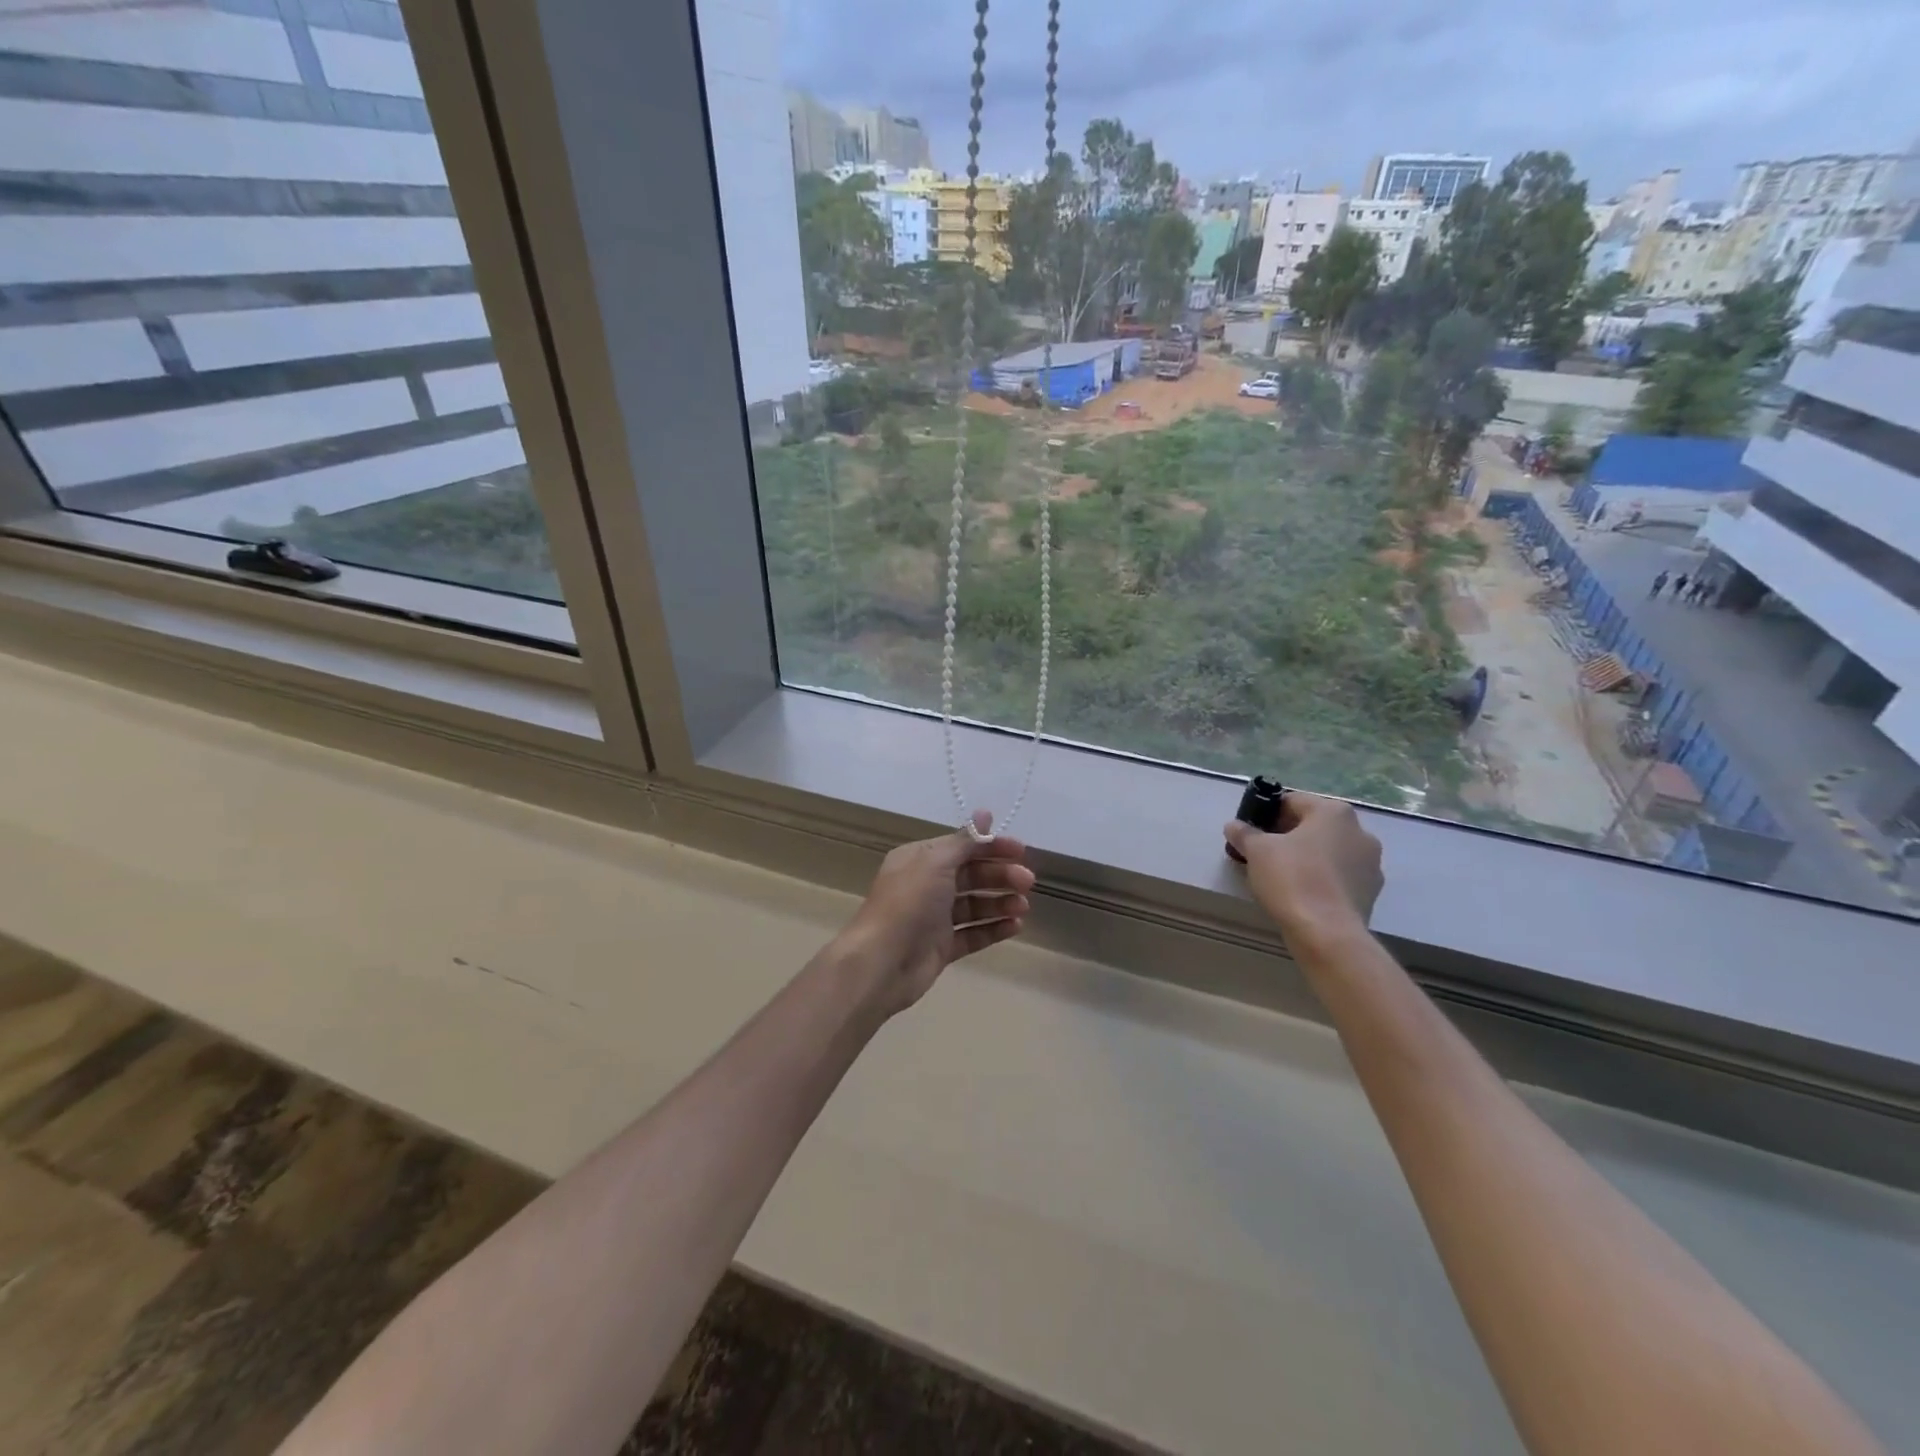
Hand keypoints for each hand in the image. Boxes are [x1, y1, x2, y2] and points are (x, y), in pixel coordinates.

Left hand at [836, 811, 1034, 1016]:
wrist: (882, 962)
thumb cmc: (908, 904)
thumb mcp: (935, 862)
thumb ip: (964, 841)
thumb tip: (984, 813)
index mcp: (920, 860)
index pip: (962, 847)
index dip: (992, 846)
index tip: (1021, 851)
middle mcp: (926, 885)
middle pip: (971, 875)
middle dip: (1000, 876)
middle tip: (1028, 882)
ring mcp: (934, 918)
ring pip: (974, 905)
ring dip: (1000, 903)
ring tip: (1023, 907)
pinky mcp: (941, 947)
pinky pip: (972, 934)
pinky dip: (994, 929)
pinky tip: (1015, 926)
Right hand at [1224, 792, 1382, 943]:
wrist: (1327, 933)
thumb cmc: (1291, 879)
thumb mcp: (1256, 851)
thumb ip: (1244, 833)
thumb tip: (1234, 826)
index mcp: (1333, 812)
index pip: (1292, 801)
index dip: (1267, 815)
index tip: (1250, 833)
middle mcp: (1359, 831)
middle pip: (1313, 826)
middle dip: (1288, 836)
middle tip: (1262, 854)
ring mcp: (1371, 863)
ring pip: (1329, 851)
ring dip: (1307, 858)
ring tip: (1281, 877)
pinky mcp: (1372, 892)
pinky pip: (1340, 876)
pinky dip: (1322, 879)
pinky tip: (1302, 895)